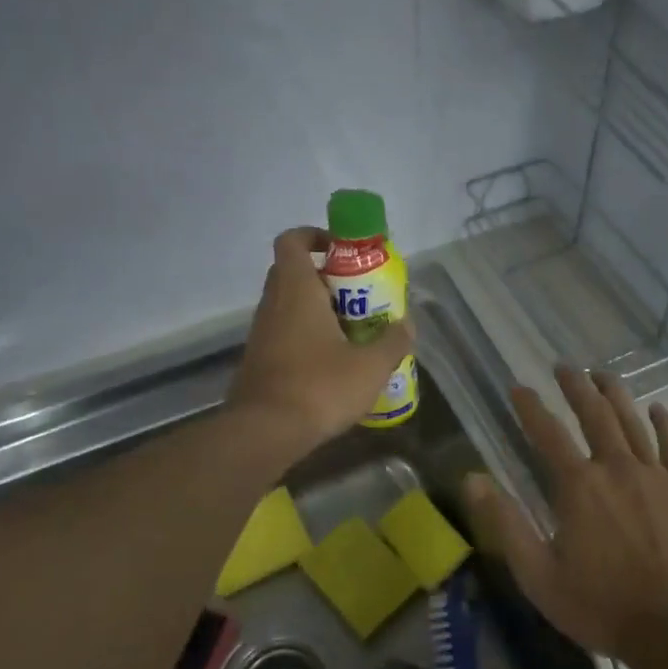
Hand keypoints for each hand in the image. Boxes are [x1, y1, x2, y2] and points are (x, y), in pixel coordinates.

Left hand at [228, 227, 414, 456]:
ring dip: (318, 311)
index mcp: (297, 290)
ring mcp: (262, 334)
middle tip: (359, 296)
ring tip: (353, 333)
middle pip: (293, 273)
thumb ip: (393, 341)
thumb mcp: (371, 366)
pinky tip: (333, 365)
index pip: (292, 241)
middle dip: (326, 278)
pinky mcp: (259, 361)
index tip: (341, 250)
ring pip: (289, 306)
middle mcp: (273, 304)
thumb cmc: (319, 387)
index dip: (314, 235)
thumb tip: (407, 326)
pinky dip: (307, 338)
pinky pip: (285, 335)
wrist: (265, 432)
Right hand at [466, 365, 667, 660]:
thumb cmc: (600, 604)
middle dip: (575, 387)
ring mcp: (655, 476)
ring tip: (602, 374)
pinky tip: (658, 409)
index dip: (529, 408)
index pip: (547, 433)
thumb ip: (506, 522)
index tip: (517, 388)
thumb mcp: (538, 573)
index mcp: (578, 486)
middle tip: (564, 367)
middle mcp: (615, 468)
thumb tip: (472, 478)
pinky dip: (665, 424)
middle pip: (594, 415)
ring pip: (633, 422)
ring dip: (615, 394)